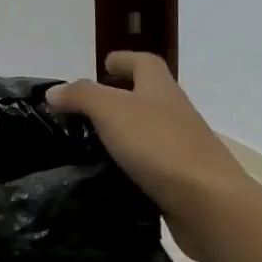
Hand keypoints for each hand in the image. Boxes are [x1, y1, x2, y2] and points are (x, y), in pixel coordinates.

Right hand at [47, 53, 243, 254]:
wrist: (207, 202)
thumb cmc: (159, 146)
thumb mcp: (112, 111)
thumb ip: (82, 96)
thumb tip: (54, 92)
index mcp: (161, 90)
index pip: (144, 63)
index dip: (124, 60)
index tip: (103, 64)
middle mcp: (174, 114)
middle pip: (147, 96)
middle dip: (119, 96)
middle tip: (84, 108)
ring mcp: (180, 148)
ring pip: (147, 131)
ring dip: (122, 133)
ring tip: (88, 144)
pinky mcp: (179, 179)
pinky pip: (149, 164)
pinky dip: (129, 165)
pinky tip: (108, 176)